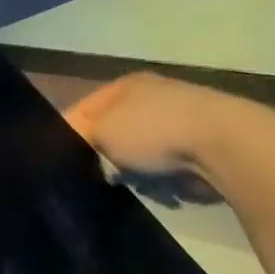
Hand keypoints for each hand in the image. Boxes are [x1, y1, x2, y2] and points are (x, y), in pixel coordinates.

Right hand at [62, 72, 257, 205]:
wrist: (222, 145)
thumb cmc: (154, 130)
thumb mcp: (100, 130)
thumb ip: (74, 136)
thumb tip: (55, 149)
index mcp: (123, 86)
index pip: (79, 111)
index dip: (63, 136)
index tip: (52, 165)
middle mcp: (147, 99)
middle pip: (105, 132)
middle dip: (94, 156)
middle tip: (80, 179)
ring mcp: (171, 121)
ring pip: (129, 153)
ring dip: (122, 170)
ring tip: (113, 186)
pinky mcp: (190, 147)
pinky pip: (154, 167)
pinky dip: (147, 178)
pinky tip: (144, 187)